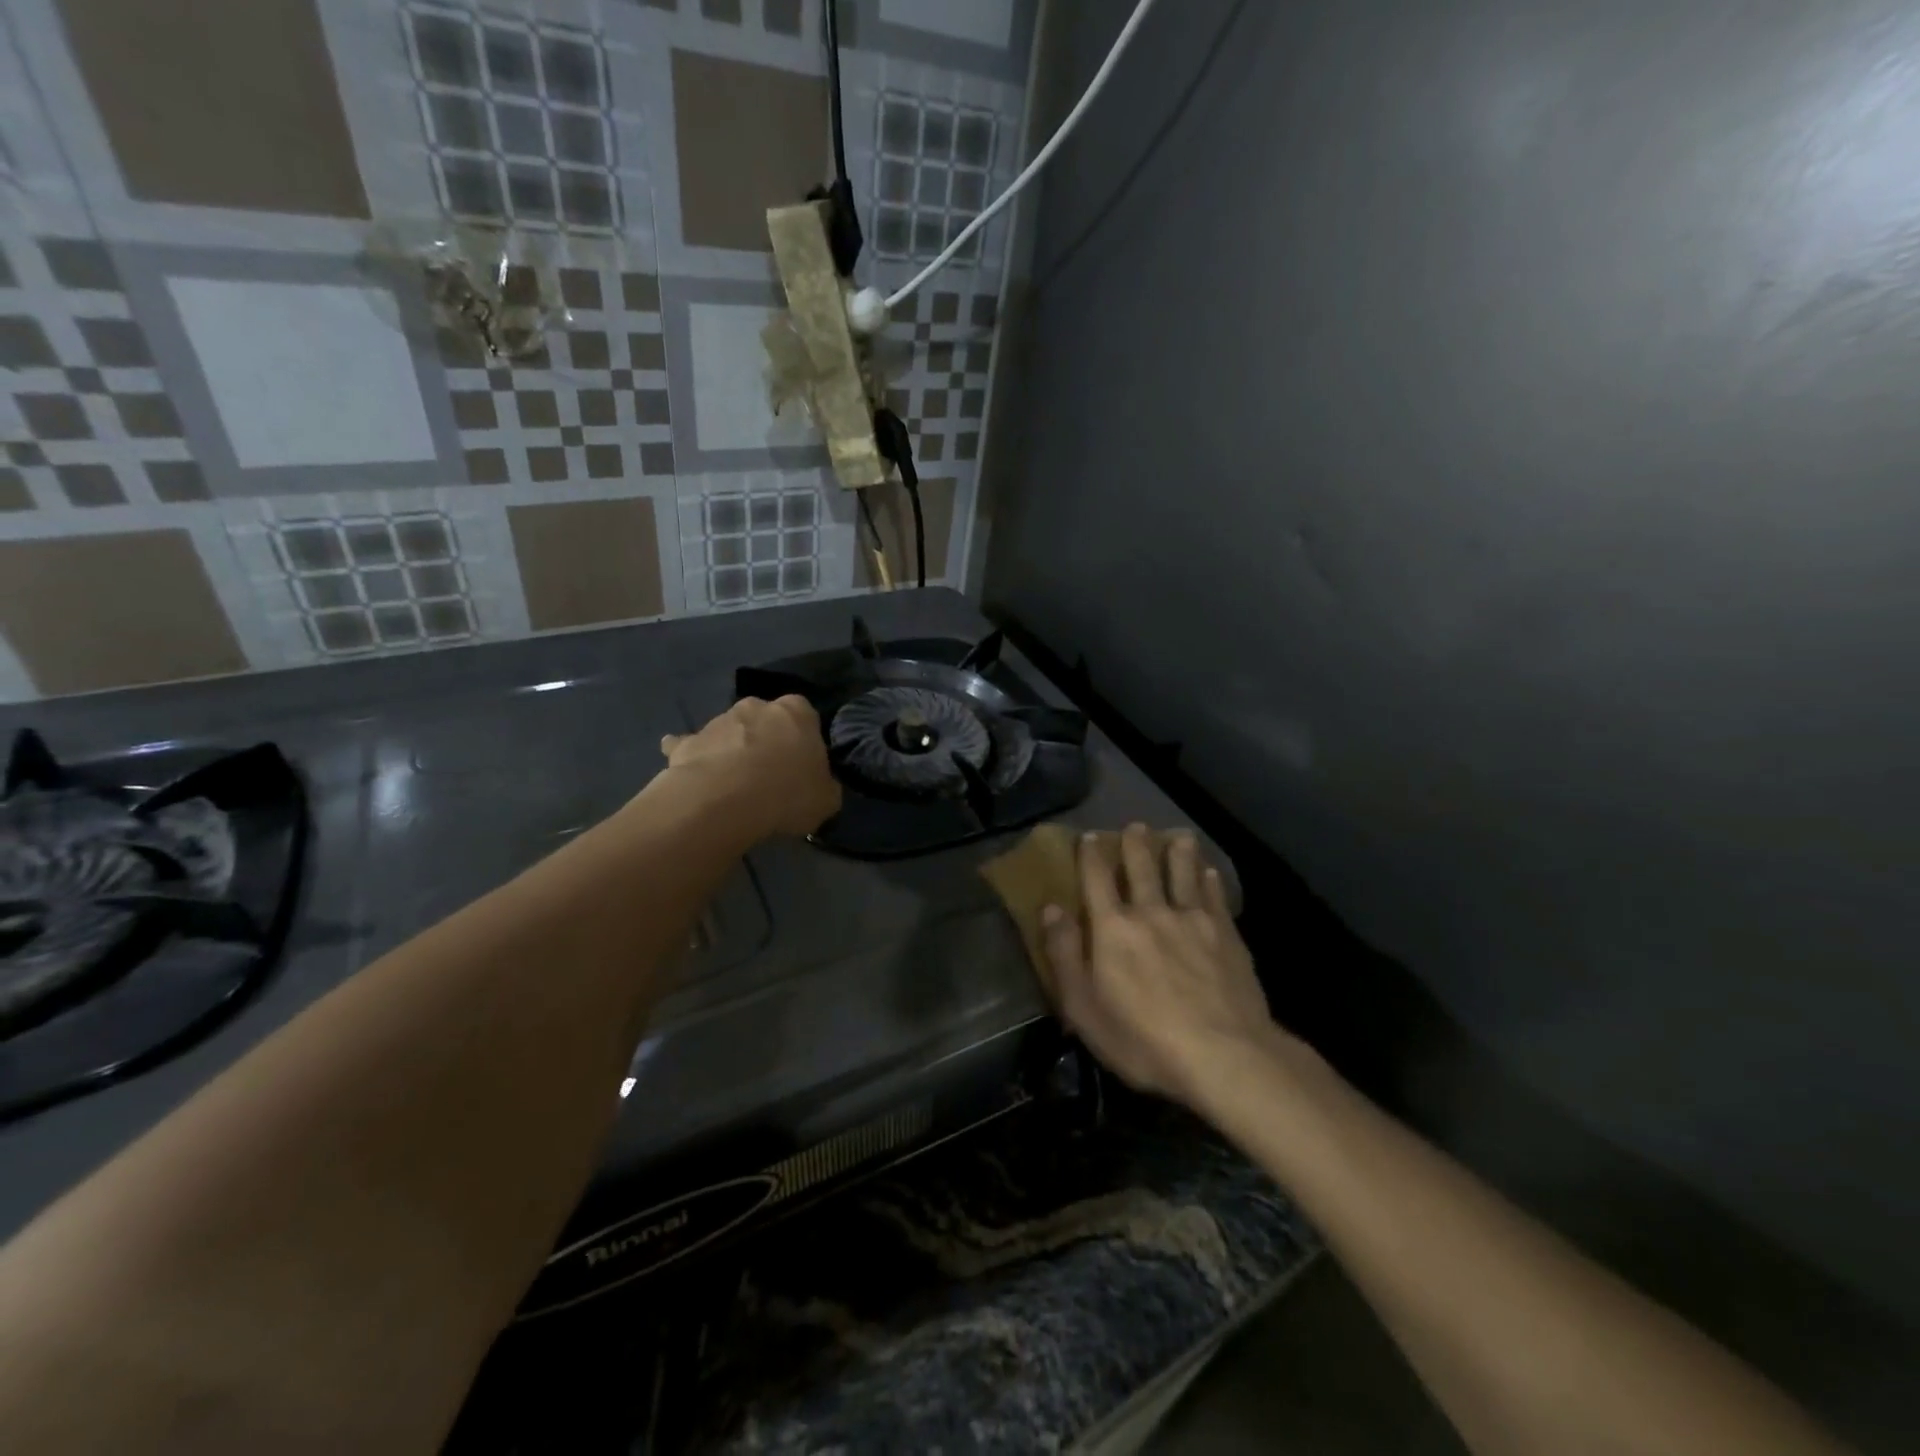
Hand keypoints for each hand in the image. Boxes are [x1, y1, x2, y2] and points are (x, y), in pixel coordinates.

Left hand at [659, 696, 840, 838]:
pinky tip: (693, 776)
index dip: (803, 739)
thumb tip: (819, 787)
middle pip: (765, 719)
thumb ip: (824, 786)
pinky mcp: (688, 741)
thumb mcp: (827, 800)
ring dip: (733, 750)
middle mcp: (757, 706)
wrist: (724, 801)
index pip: (805, 714)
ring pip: (730, 732)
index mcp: (797, 712)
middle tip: (769, 775)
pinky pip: (690, 745)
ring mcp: (719, 721)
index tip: (802, 764)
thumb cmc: (787, 794)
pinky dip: (693, 755)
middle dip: (766, 739)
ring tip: (735, 787)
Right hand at [1041, 824, 1275, 1107]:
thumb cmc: (1142, 1039)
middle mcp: (1151, 911)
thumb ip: (1064, 954)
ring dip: (1178, 851)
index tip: (1089, 836)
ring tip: (1179, 835)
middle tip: (1136, 825)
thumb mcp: (1084, 1007)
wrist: (1223, 1055)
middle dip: (1136, 843)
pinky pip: (1214, 896)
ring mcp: (1193, 920)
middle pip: (1142, 867)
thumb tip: (1051, 908)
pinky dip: (1209, 879)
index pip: (1097, 878)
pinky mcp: (1226, 934)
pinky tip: (1210, 872)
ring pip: (1183, 873)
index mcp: (1112, 927)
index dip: (1091, 854)